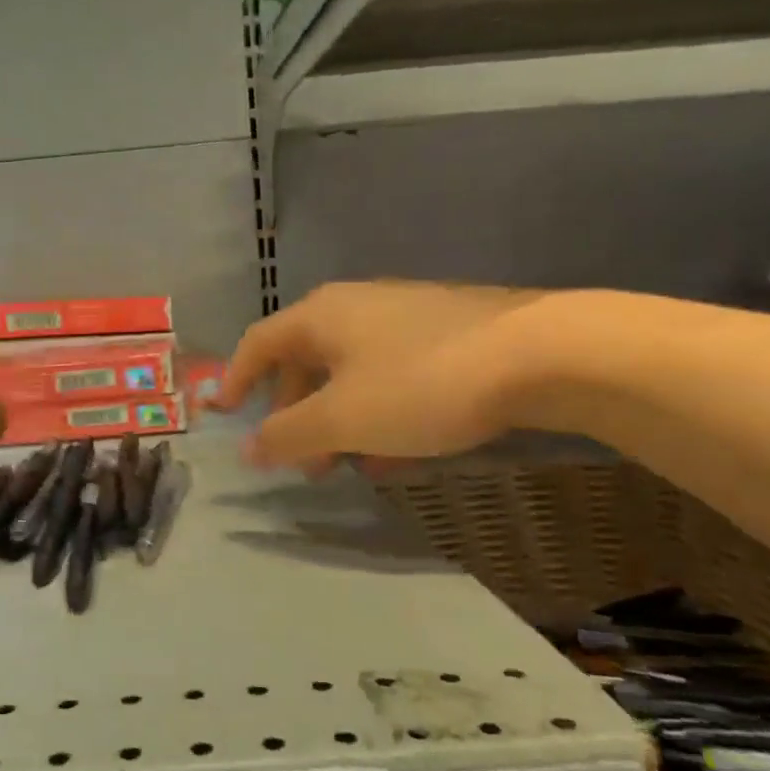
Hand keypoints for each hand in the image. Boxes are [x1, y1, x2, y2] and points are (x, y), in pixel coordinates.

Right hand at [213, 281, 548, 471]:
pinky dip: (382, 412)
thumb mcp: (342, 419)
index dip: (236, 378)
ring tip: (348, 464)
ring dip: (340, 419)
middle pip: (306, 359)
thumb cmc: (420, 384)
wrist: (543, 354)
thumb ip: (287, 435)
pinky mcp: (449, 334)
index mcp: (321, 315)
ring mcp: (406, 317)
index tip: (226, 414)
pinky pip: (394, 376)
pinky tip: (400, 451)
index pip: (259, 342)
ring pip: (353, 372)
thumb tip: (245, 448)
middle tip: (299, 458)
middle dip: (295, 412)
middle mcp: (357, 306)